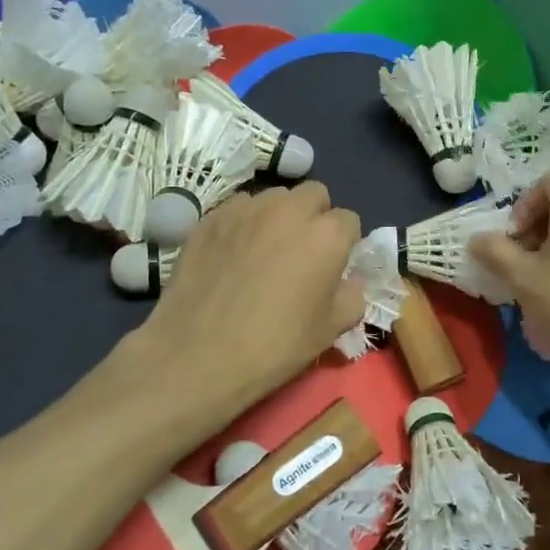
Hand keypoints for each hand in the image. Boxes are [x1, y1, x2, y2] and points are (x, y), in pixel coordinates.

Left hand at [139, 183, 363, 430]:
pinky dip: (243, 223)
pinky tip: (233, 253)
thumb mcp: (330, 330)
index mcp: (326, 235)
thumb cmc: (274, 345)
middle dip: (315, 216)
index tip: (333, 266)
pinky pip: (238, 208)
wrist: (198, 354)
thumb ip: (352, 296)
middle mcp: (289, 209)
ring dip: (279, 215)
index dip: (344, 244)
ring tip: (265, 248)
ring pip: (274, 197)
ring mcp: (247, 209)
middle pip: (314, 195)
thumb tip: (349, 281)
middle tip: (302, 251)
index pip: (349, 221)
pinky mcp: (211, 217)